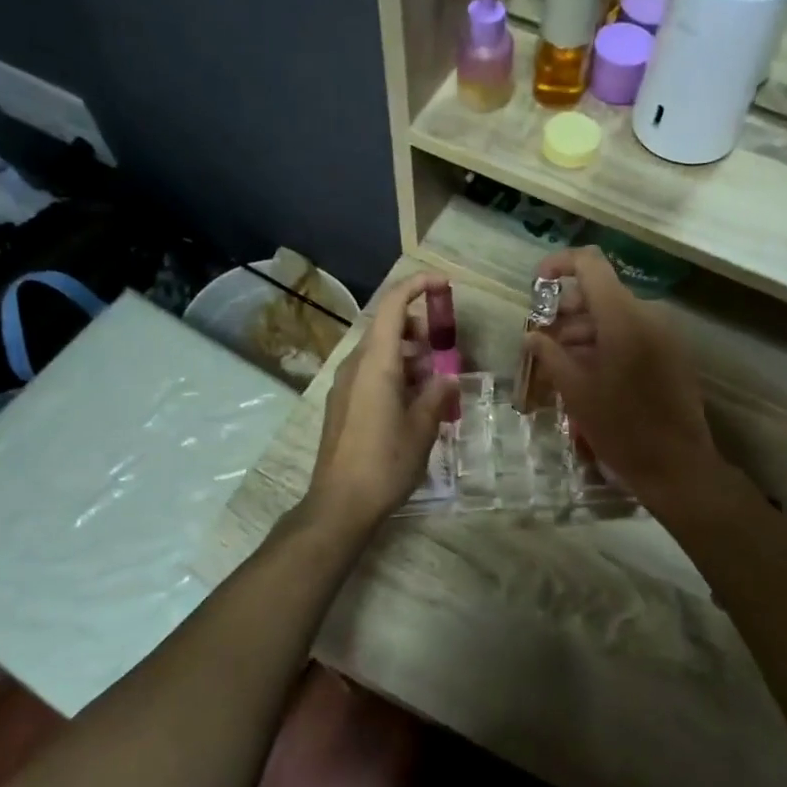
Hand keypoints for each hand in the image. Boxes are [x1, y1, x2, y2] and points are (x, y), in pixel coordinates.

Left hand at [307, 272, 456, 529]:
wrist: (340, 504)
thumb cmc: (385, 462)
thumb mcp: (422, 428)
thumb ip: (436, 395)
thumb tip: (446, 378)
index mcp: (376, 363)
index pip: (393, 306)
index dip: (417, 286)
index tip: (443, 283)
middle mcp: (355, 366)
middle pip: (386, 327)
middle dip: (419, 329)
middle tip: (446, 350)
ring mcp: (345, 385)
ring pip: (380, 352)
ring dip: (409, 355)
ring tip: (435, 382)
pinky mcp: (342, 404)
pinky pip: (371, 373)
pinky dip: (395, 374)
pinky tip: (415, 402)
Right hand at [524, 247, 718, 510]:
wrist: (677, 465)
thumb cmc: (621, 428)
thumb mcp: (576, 392)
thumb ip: (550, 354)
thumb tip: (532, 335)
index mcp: (623, 316)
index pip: (590, 263)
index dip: (559, 265)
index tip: (536, 287)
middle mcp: (647, 314)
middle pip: (600, 293)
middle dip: (565, 312)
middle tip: (541, 343)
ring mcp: (664, 333)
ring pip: (615, 315)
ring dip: (584, 331)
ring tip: (560, 365)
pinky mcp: (672, 352)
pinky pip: (633, 333)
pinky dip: (606, 343)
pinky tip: (589, 374)